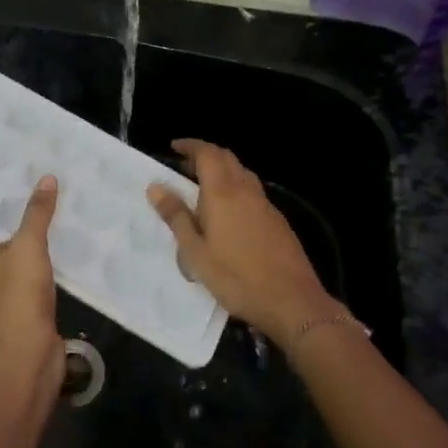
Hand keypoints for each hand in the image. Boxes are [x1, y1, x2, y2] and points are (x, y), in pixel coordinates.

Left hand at [0, 176, 63, 392]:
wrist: (28, 353)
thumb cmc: (16, 295)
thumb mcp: (28, 246)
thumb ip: (37, 212)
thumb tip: (46, 178)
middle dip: (9, 212)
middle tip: (28, 181)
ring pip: (11, 251)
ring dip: (26, 233)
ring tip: (47, 202)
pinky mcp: (18, 301)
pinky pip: (27, 269)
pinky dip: (39, 255)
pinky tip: (59, 238)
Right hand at [147, 140, 335, 344]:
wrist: (292, 301)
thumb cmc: (236, 278)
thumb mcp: (196, 252)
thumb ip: (176, 217)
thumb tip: (156, 187)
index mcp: (222, 193)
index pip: (207, 153)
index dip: (190, 146)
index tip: (174, 147)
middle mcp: (246, 190)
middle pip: (227, 158)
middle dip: (205, 155)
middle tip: (185, 167)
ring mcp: (265, 205)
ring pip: (242, 174)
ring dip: (222, 171)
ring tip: (203, 189)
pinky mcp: (277, 221)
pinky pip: (252, 192)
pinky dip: (236, 189)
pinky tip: (229, 214)